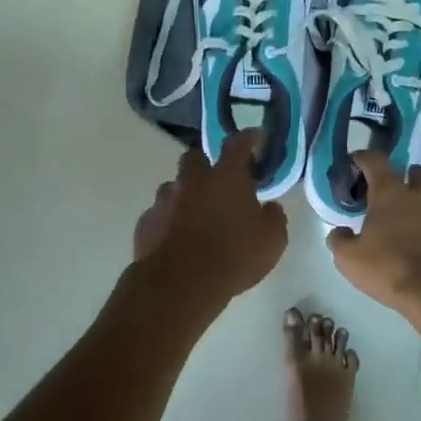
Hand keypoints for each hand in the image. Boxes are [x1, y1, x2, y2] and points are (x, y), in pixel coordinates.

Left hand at [133, 131, 286, 299]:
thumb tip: (270, 207)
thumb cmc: (234, 256)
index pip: (237, 145)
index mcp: (226, 177)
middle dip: (205, 164)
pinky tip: (175, 238)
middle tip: (217, 181)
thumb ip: (274, 217)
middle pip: (194, 157)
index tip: (253, 137)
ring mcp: (164, 200)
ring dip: (184, 194)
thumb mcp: (272, 240)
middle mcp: (192, 180)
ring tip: (194, 215)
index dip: (247, 138)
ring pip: (173, 186)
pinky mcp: (146, 223)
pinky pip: (158, 214)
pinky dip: (168, 220)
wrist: (181, 284)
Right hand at [327, 151, 420, 318]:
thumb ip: (340, 240)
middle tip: (394, 198)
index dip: (363, 159)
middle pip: (416, 172)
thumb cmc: (391, 271)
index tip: (356, 165)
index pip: (375, 160)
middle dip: (405, 179)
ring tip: (415, 228)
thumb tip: (340, 232)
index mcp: (391, 194)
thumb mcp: (349, 260)